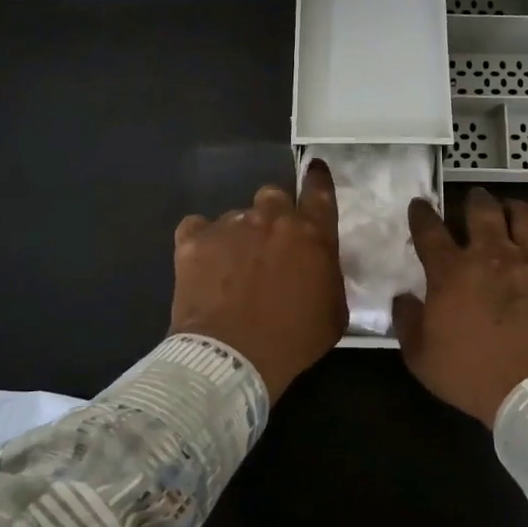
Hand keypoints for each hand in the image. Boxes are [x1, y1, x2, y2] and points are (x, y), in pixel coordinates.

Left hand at [169, 160, 347, 401]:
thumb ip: (330, 278)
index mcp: (311, 234)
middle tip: (270, 243)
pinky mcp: (194, 240)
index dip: (318, 178)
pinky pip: (197, 227)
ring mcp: (230, 225)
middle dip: (274, 213)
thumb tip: (321, 268)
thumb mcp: (334, 314)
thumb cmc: (292, 340)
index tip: (315, 169)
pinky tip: (203, 264)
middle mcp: (272, 219)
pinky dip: (202, 242)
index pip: (319, 191)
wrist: (231, 357)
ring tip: (232, 268)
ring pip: (237, 215)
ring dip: (239, 235)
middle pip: (274, 196)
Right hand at [393, 189, 527, 426]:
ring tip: (513, 207)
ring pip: (527, 218)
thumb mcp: (421, 358)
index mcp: (452, 272)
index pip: (429, 231)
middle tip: (474, 199)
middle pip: (482, 212)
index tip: (420, 204)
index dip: (422, 214)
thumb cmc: (473, 376)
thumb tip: (403, 297)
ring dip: (517, 208)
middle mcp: (493, 255)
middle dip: (475, 201)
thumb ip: (407, 322)